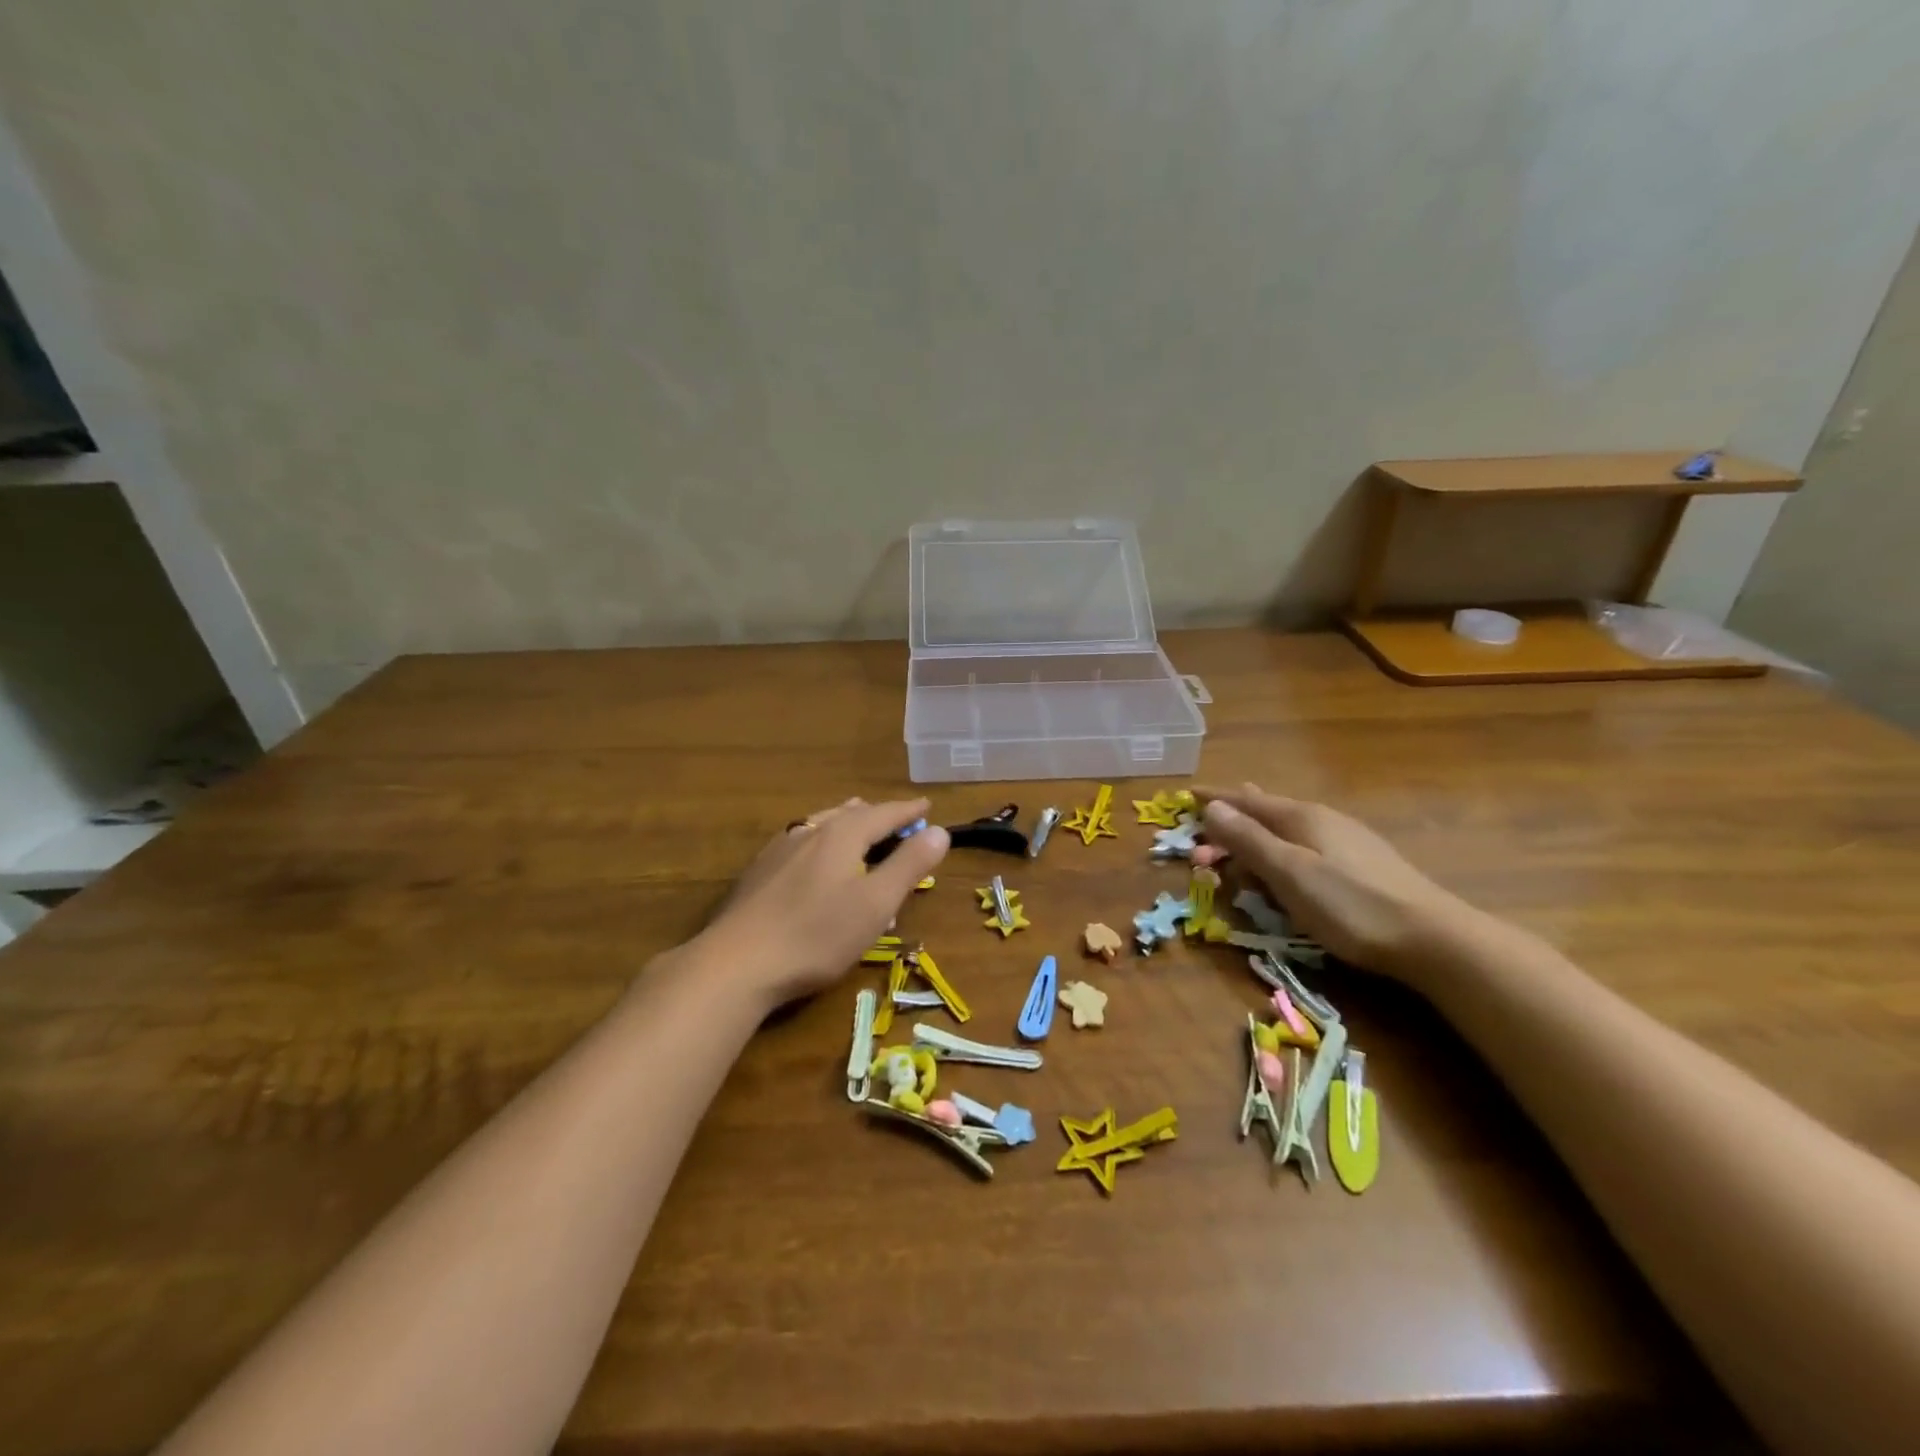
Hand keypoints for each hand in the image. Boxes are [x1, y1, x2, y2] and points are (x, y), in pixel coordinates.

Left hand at [697, 798, 949, 1007]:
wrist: (736, 963)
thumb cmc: (817, 934)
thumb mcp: (876, 903)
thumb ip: (909, 865)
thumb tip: (940, 831)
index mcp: (843, 834)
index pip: (885, 813)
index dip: (909, 811)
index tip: (926, 806)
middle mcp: (810, 831)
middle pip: (851, 814)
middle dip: (877, 815)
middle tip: (896, 820)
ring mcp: (780, 849)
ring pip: (822, 825)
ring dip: (847, 824)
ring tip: (857, 825)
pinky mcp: (759, 872)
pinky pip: (802, 844)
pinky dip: (822, 843)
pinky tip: (813, 859)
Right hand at [1197, 783, 1470, 979]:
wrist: (1432, 939)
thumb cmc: (1350, 905)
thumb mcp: (1289, 872)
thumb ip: (1248, 839)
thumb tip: (1212, 806)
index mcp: (1300, 817)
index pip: (1245, 800)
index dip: (1215, 799)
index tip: (1187, 795)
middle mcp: (1321, 820)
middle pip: (1264, 814)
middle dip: (1230, 825)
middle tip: (1204, 850)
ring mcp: (1344, 841)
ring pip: (1284, 831)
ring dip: (1253, 841)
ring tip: (1236, 851)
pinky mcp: (1359, 865)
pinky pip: (1302, 846)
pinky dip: (1278, 852)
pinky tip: (1284, 864)